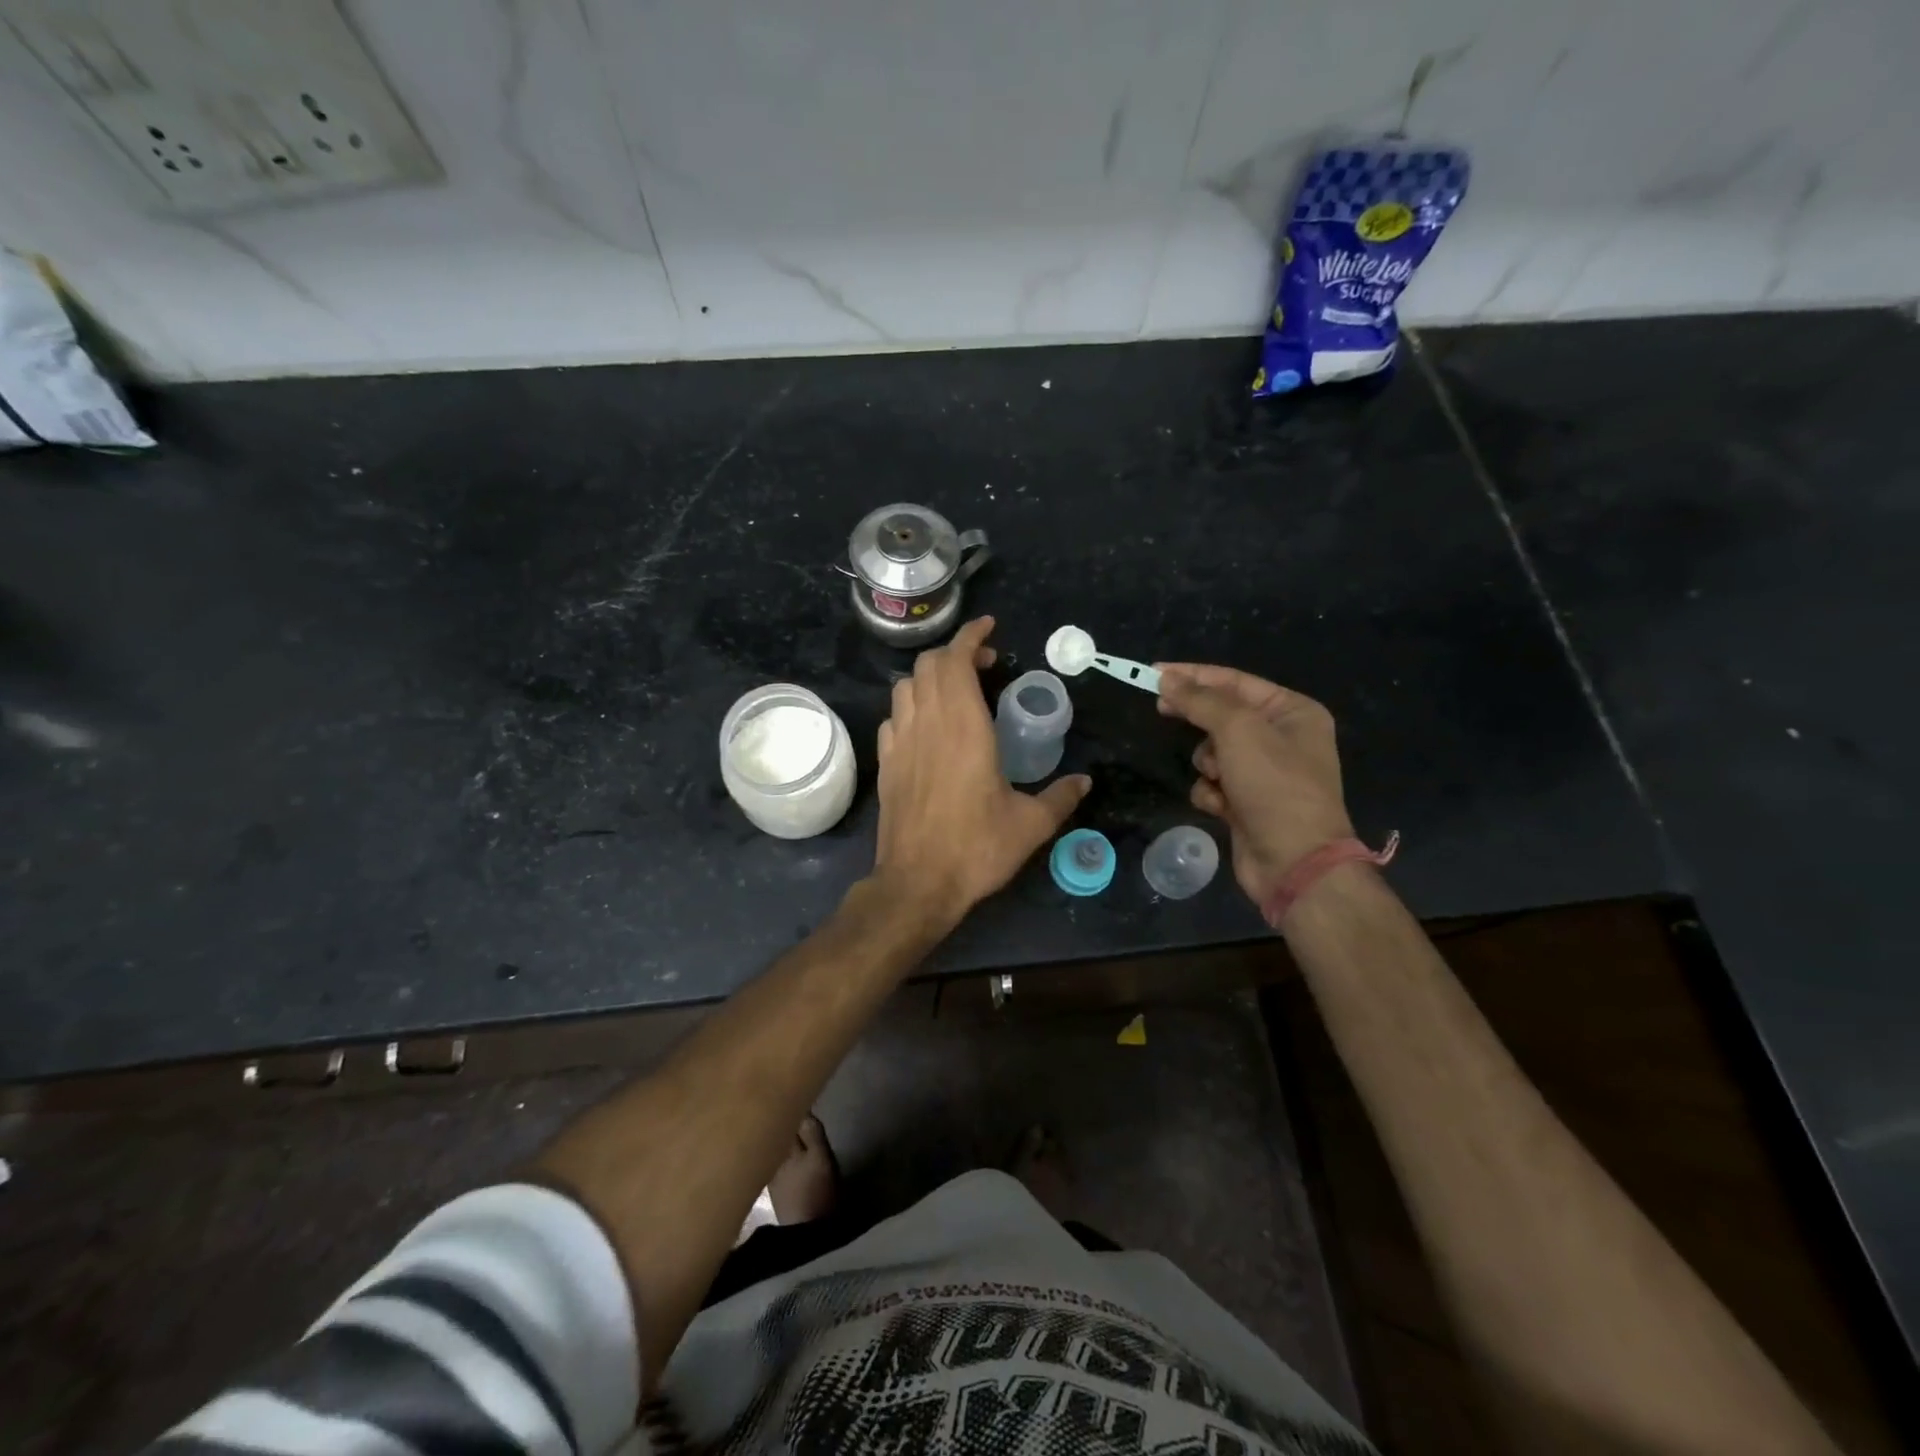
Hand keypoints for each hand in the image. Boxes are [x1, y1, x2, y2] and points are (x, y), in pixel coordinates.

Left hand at [874, 617, 1090, 920]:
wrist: (917, 883)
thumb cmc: (976, 848)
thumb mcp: (1031, 825)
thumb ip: (1060, 797)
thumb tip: (1084, 781)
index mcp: (964, 727)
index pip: (956, 660)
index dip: (971, 635)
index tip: (989, 628)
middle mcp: (928, 723)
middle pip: (929, 665)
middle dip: (954, 654)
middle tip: (983, 666)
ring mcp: (901, 742)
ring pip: (906, 686)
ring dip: (930, 677)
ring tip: (955, 692)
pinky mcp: (886, 763)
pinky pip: (893, 717)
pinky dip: (911, 707)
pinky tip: (927, 727)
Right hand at [1155, 663, 1354, 905]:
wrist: (1294, 861)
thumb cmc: (1273, 785)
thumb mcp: (1238, 731)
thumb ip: (1200, 701)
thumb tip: (1167, 679)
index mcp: (1293, 712)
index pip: (1234, 681)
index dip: (1193, 675)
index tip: (1155, 672)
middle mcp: (1282, 739)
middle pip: (1222, 716)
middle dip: (1198, 721)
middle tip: (1160, 709)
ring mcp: (1264, 774)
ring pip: (1213, 752)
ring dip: (1208, 764)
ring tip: (1219, 778)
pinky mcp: (1247, 803)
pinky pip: (1213, 784)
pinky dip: (1211, 793)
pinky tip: (1221, 806)